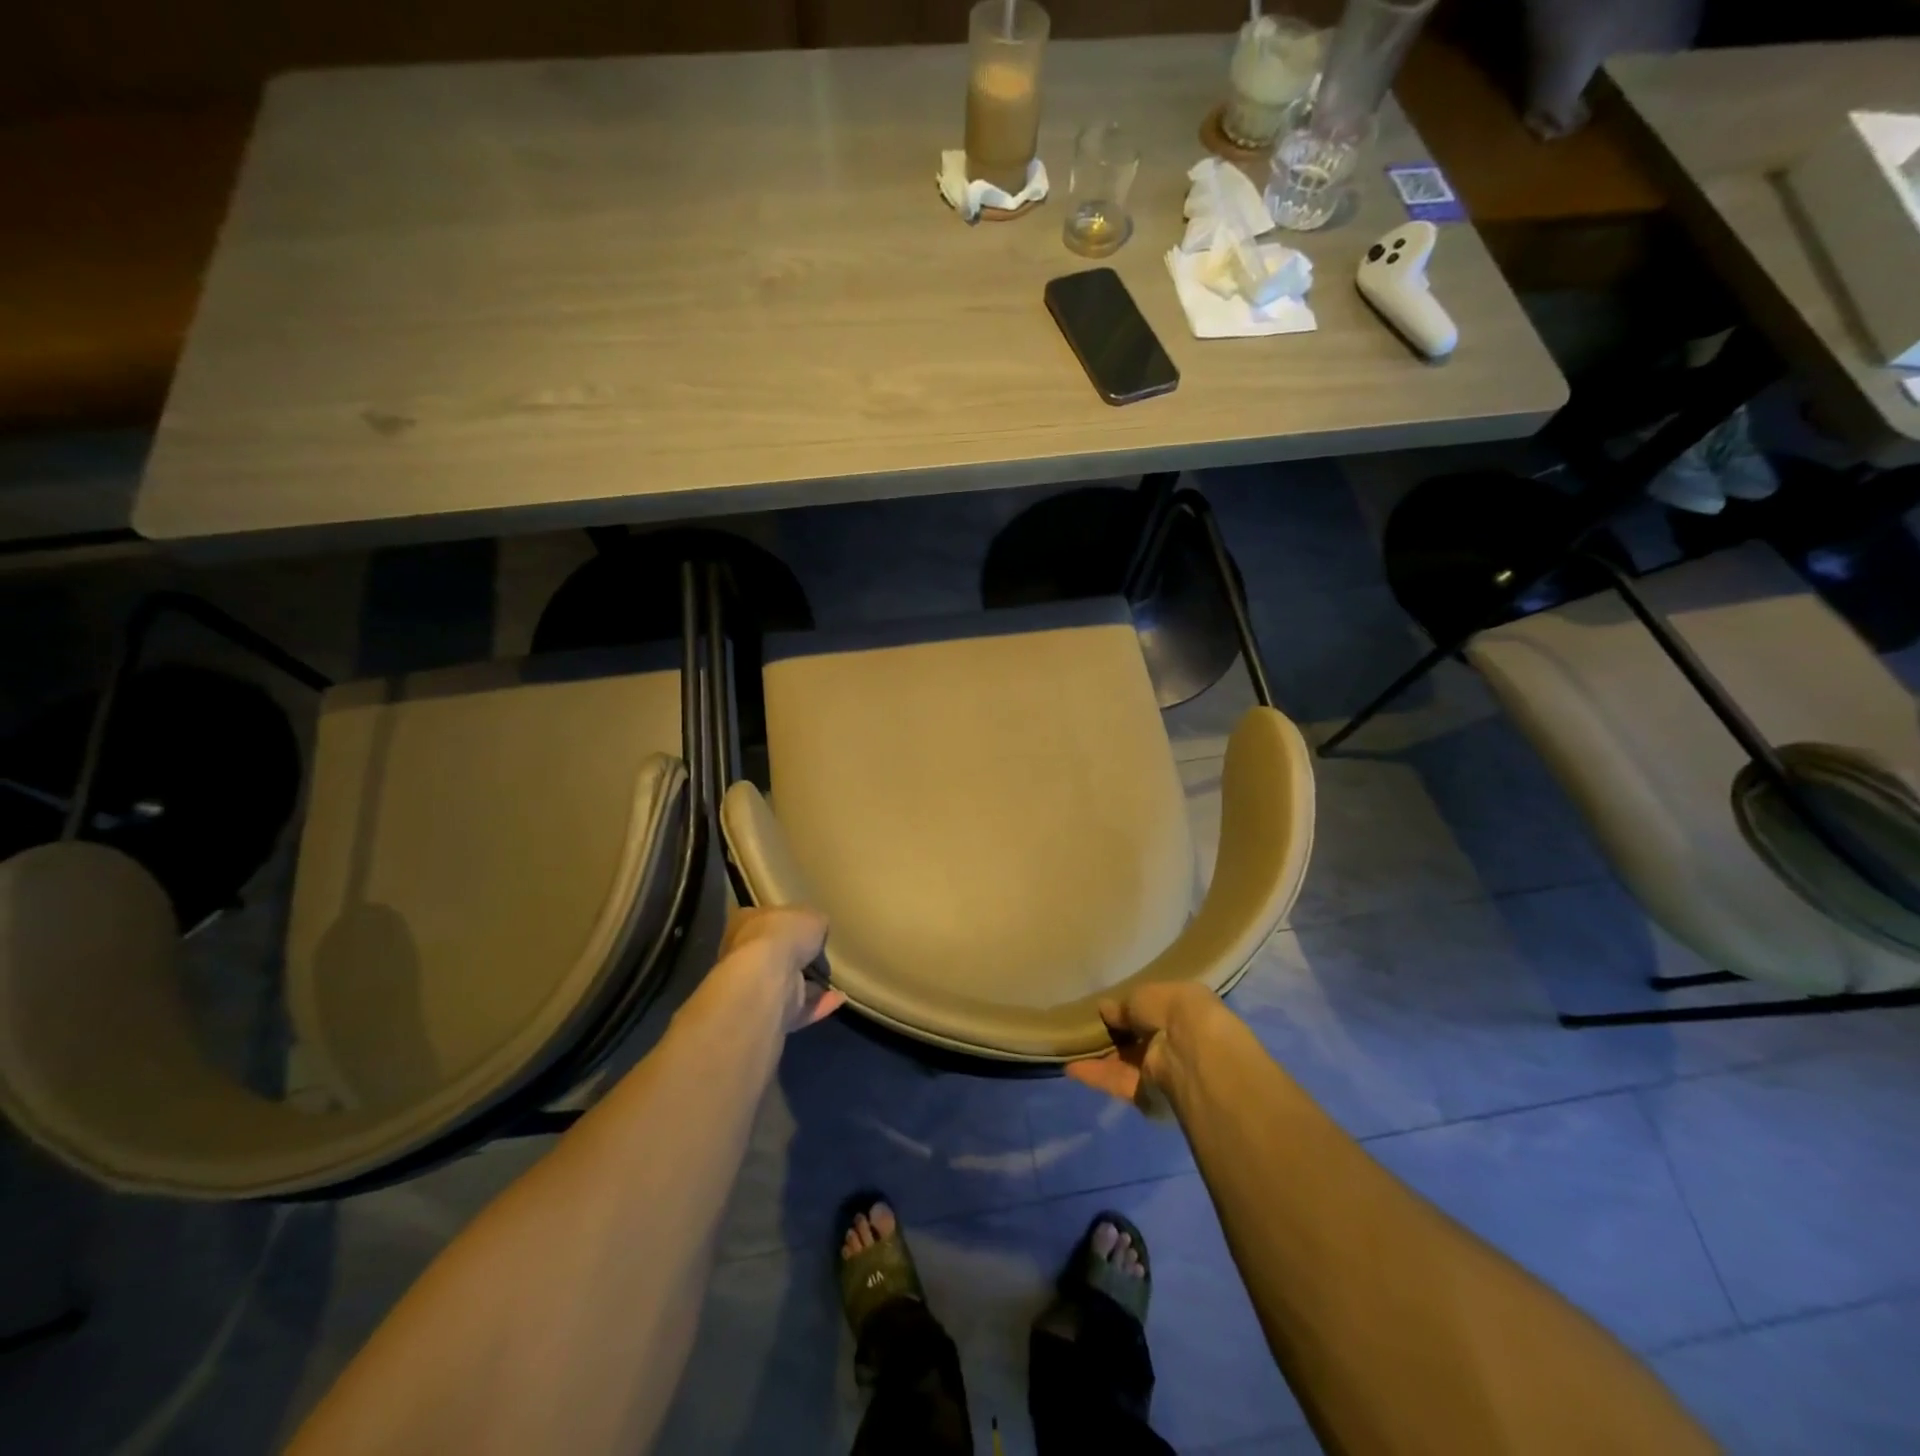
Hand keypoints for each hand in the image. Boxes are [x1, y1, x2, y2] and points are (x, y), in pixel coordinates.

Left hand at [718, 905, 843, 1032]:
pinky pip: (799, 1008)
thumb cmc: (783, 935)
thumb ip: (815, 922)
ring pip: (786, 984)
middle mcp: (744, 955)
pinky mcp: (769, 1015)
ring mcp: (755, 987)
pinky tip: (840, 997)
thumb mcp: (810, 916)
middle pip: (774, 954)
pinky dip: (819, 1004)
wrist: (767, 980)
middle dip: (796, 957)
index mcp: (746, 923)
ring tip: (835, 979)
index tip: (805, 926)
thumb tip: (817, 929)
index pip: (764, 918)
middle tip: (822, 954)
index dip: (785, 921)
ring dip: (810, 984)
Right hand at [1066, 981, 1220, 1110]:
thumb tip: (1105, 1009)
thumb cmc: (1173, 1010)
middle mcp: (1174, 1041)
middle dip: (1114, 1037)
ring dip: (1100, 1057)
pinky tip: (1071, 1067)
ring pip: (1125, 1063)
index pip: (1153, 1011)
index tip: (1105, 1010)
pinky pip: (1119, 1082)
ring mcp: (1162, 1069)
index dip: (1129, 1010)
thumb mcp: (1143, 995)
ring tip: (1069, 1048)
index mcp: (1181, 1010)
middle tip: (1083, 1029)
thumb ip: (1123, 1005)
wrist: (1190, 1052)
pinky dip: (1097, 1075)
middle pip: (1138, 1040)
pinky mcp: (1149, 1095)